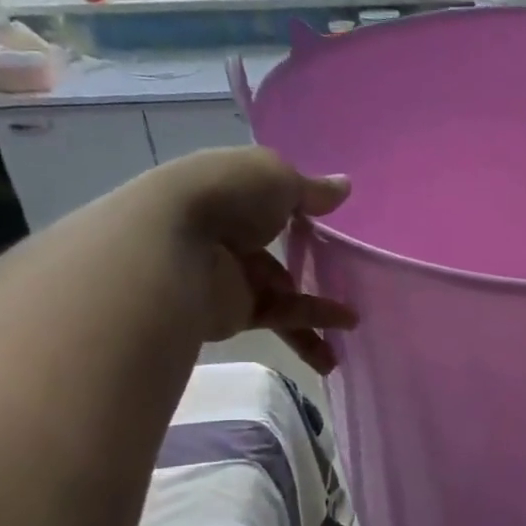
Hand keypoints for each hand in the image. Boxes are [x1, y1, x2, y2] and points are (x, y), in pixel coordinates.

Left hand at [157, 147, 357, 373]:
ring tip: (353, 326)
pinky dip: (306, 332)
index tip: (331, 219)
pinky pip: (278, 320)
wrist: (171, 246)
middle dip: (311, 264)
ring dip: (317, 312)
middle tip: (349, 277)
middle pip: (278, 250)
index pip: (271, 199)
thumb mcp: (277, 178)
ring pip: (283, 292)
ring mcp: (232, 275)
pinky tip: (332, 348)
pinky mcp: (233, 312)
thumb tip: (344, 187)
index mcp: (235, 191)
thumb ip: (312, 190)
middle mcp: (231, 232)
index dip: (300, 208)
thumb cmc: (227, 196)